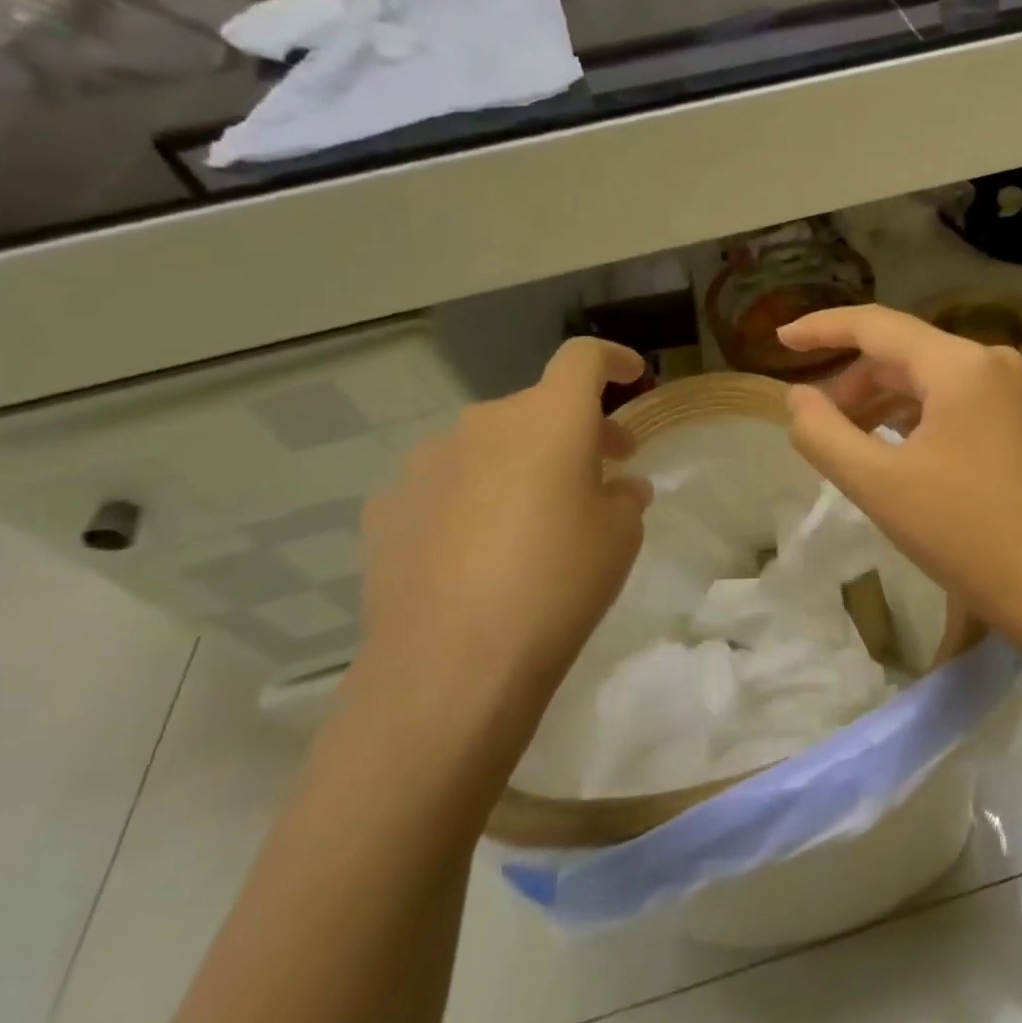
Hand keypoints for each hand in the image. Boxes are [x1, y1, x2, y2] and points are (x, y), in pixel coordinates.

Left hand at [352, 339, 652, 736]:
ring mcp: (427, 462)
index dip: (614, 360)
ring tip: (537, 519)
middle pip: (538, 407)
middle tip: (602, 472)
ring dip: (523, 463)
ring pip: (490, 445)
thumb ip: (624, 495)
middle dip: (575, 429)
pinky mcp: (389, 505)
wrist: (452, 663)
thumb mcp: (620, 536)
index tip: (632, 376)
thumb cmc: (559, 583)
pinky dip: (476, 495)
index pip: (583, 359)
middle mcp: (484, 423)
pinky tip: (481, 549)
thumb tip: (617, 486)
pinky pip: (449, 482)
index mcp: (548, 419)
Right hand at [779, 306, 1021, 645]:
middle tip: (819, 426)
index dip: (823, 329)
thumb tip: (798, 397)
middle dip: (855, 385)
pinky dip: (921, 418)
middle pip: (906, 355)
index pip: (877, 326)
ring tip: (854, 444)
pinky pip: (961, 402)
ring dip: (886, 404)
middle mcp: (996, 363)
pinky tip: (901, 452)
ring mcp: (1020, 392)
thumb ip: (823, 433)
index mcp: (962, 364)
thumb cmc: (962, 533)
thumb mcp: (877, 484)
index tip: (780, 340)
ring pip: (934, 381)